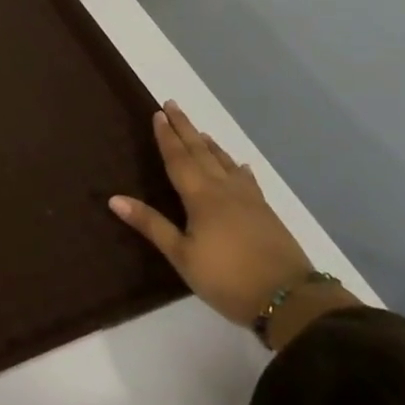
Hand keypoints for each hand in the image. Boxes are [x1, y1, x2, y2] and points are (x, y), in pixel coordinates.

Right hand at [111, 102, 328, 335]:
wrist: (289, 299)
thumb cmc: (227, 278)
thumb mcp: (182, 256)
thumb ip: (151, 225)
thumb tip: (114, 198)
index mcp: (201, 197)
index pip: (179, 159)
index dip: (167, 137)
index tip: (158, 113)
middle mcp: (224, 190)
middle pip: (201, 153)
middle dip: (185, 128)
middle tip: (173, 105)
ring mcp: (249, 200)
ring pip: (225, 163)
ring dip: (209, 144)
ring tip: (200, 131)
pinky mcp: (265, 212)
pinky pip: (246, 179)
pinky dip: (237, 168)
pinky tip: (240, 166)